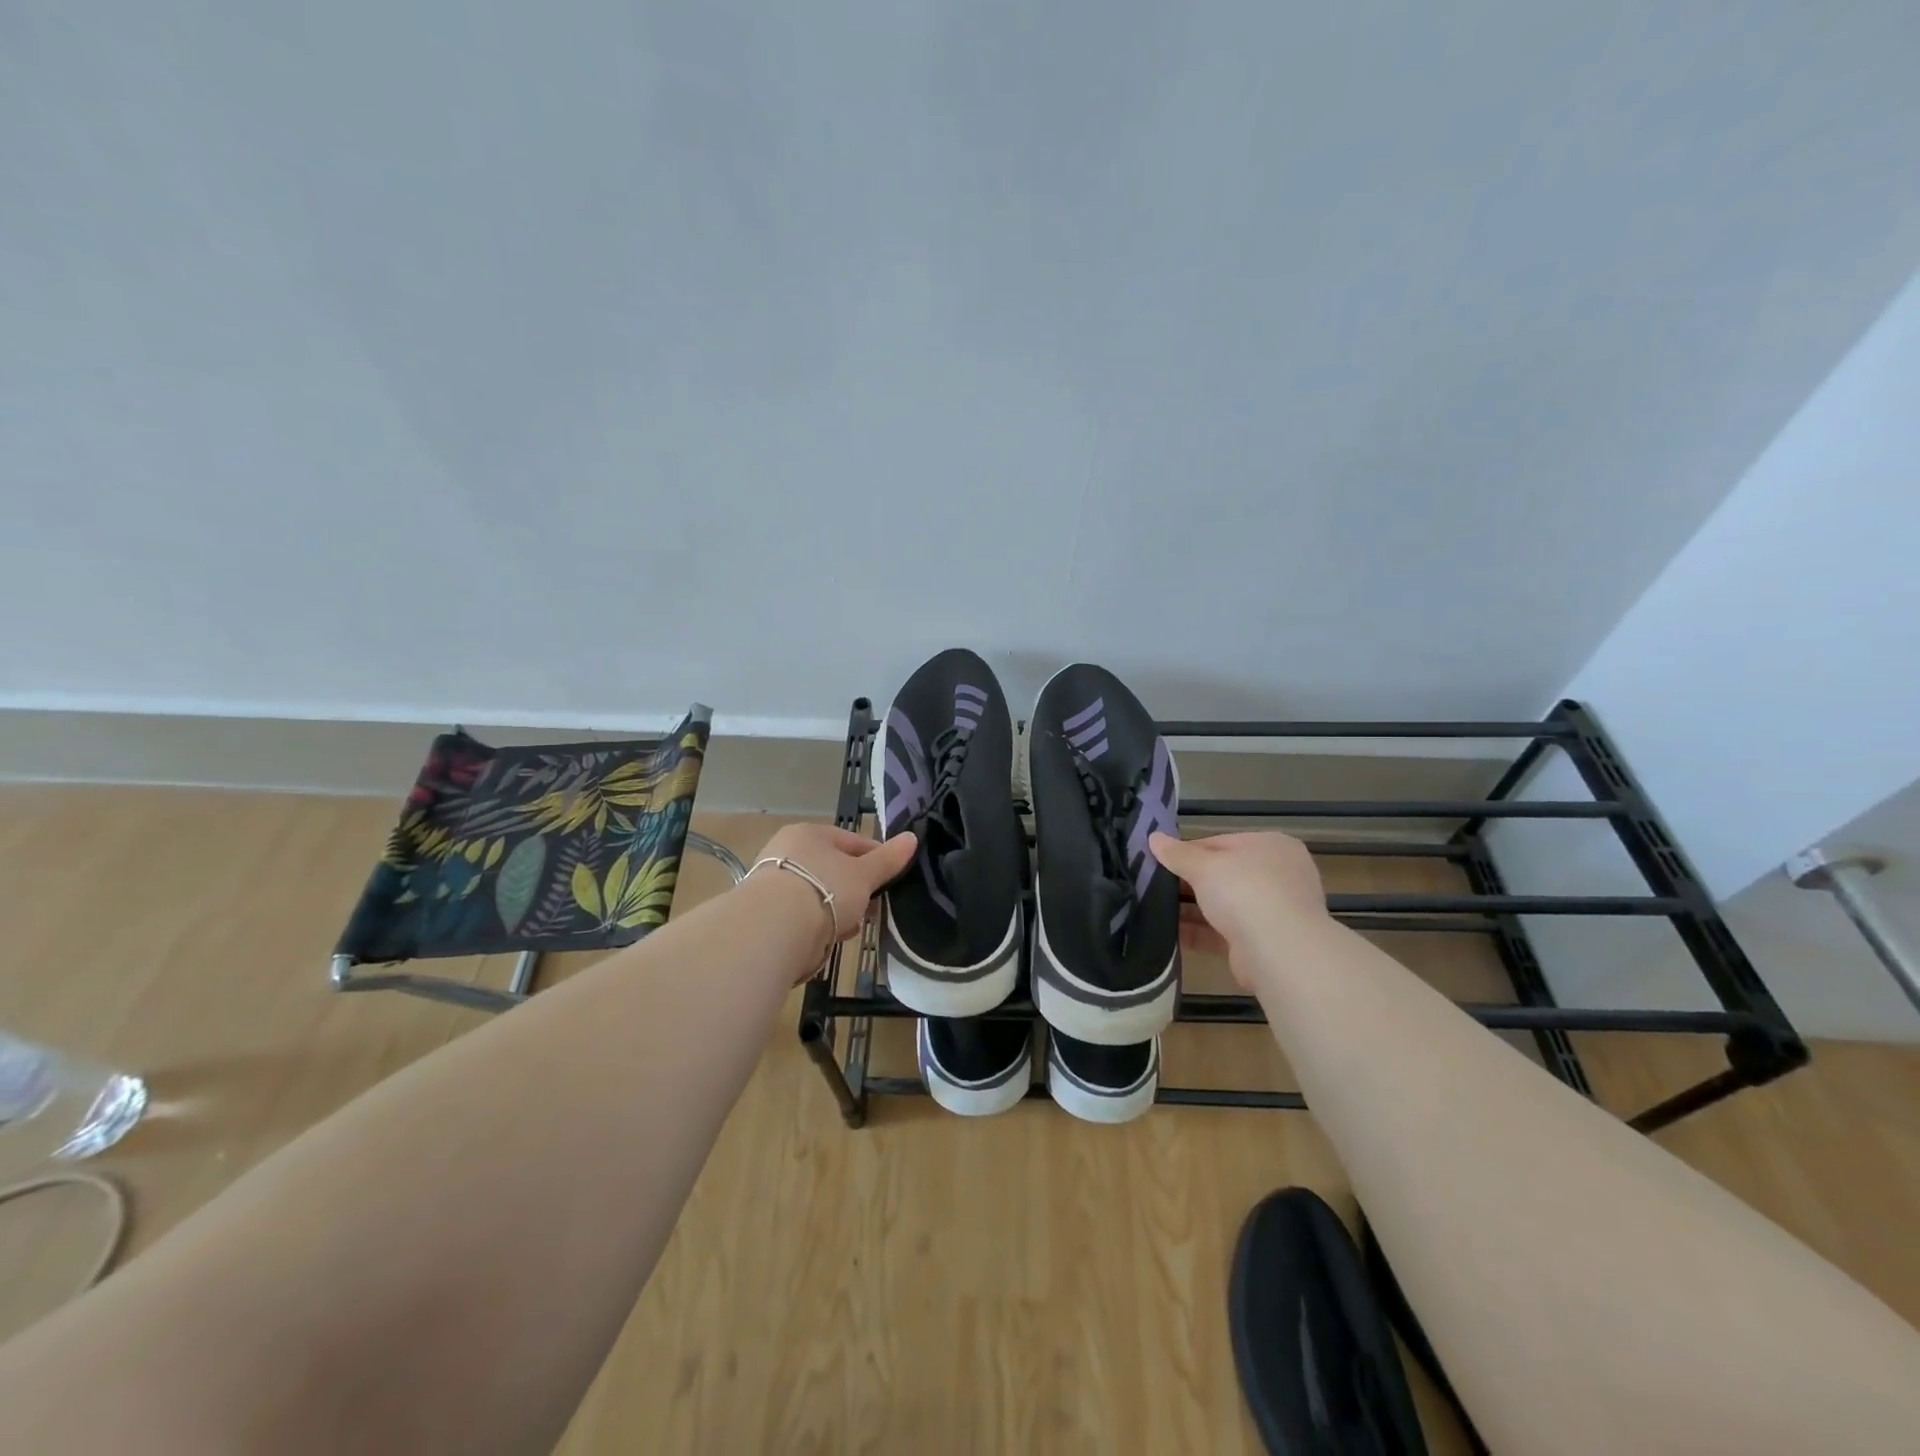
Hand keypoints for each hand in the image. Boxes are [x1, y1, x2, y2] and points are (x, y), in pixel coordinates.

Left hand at [753, 823, 917, 942]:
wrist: (773, 930)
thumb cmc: (824, 889)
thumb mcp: (864, 874)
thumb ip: (888, 859)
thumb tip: (913, 837)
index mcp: (809, 833)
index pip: (852, 841)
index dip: (876, 859)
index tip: (891, 879)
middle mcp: (787, 852)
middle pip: (834, 870)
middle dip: (856, 891)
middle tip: (872, 908)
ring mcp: (774, 883)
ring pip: (820, 894)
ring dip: (838, 911)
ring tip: (851, 928)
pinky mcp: (767, 913)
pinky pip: (804, 915)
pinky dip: (818, 925)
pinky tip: (829, 938)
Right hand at [1148, 831, 1327, 986]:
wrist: (1280, 952)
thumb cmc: (1245, 891)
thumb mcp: (1204, 865)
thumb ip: (1177, 854)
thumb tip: (1153, 837)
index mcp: (1270, 846)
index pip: (1220, 842)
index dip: (1187, 850)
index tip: (1158, 860)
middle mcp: (1276, 876)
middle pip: (1221, 874)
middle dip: (1187, 882)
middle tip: (1151, 884)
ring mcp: (1270, 911)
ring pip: (1220, 905)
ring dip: (1189, 909)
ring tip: (1151, 908)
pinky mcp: (1260, 943)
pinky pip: (1221, 932)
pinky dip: (1196, 932)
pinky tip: (1166, 933)